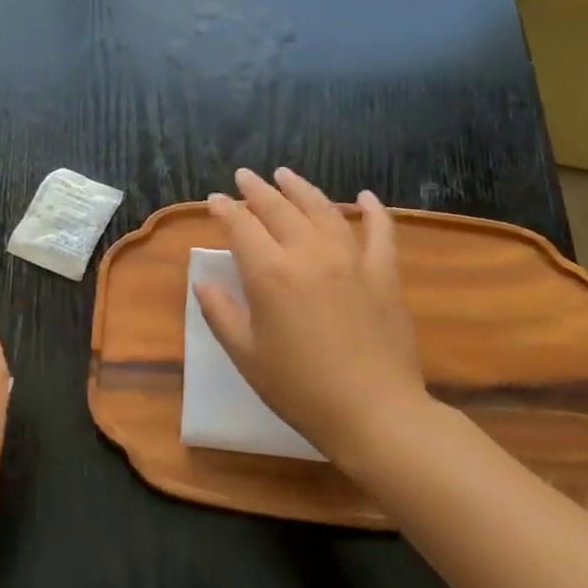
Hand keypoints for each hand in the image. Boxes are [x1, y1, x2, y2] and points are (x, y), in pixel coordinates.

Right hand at [195, 168, 430, 467]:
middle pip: (279, 209)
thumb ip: (221, 313)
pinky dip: (372, 211)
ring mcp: (351, 260)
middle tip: (245, 176)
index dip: (224, 210)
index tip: (213, 200)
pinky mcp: (384, 274)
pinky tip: (365, 197)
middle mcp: (309, 254)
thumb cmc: (299, 388)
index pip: (241, 227)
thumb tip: (204, 283)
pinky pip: (380, 232)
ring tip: (287, 175)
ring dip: (302, 189)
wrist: (373, 411)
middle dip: (258, 190)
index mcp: (270, 273)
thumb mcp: (246, 355)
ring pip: (323, 210)